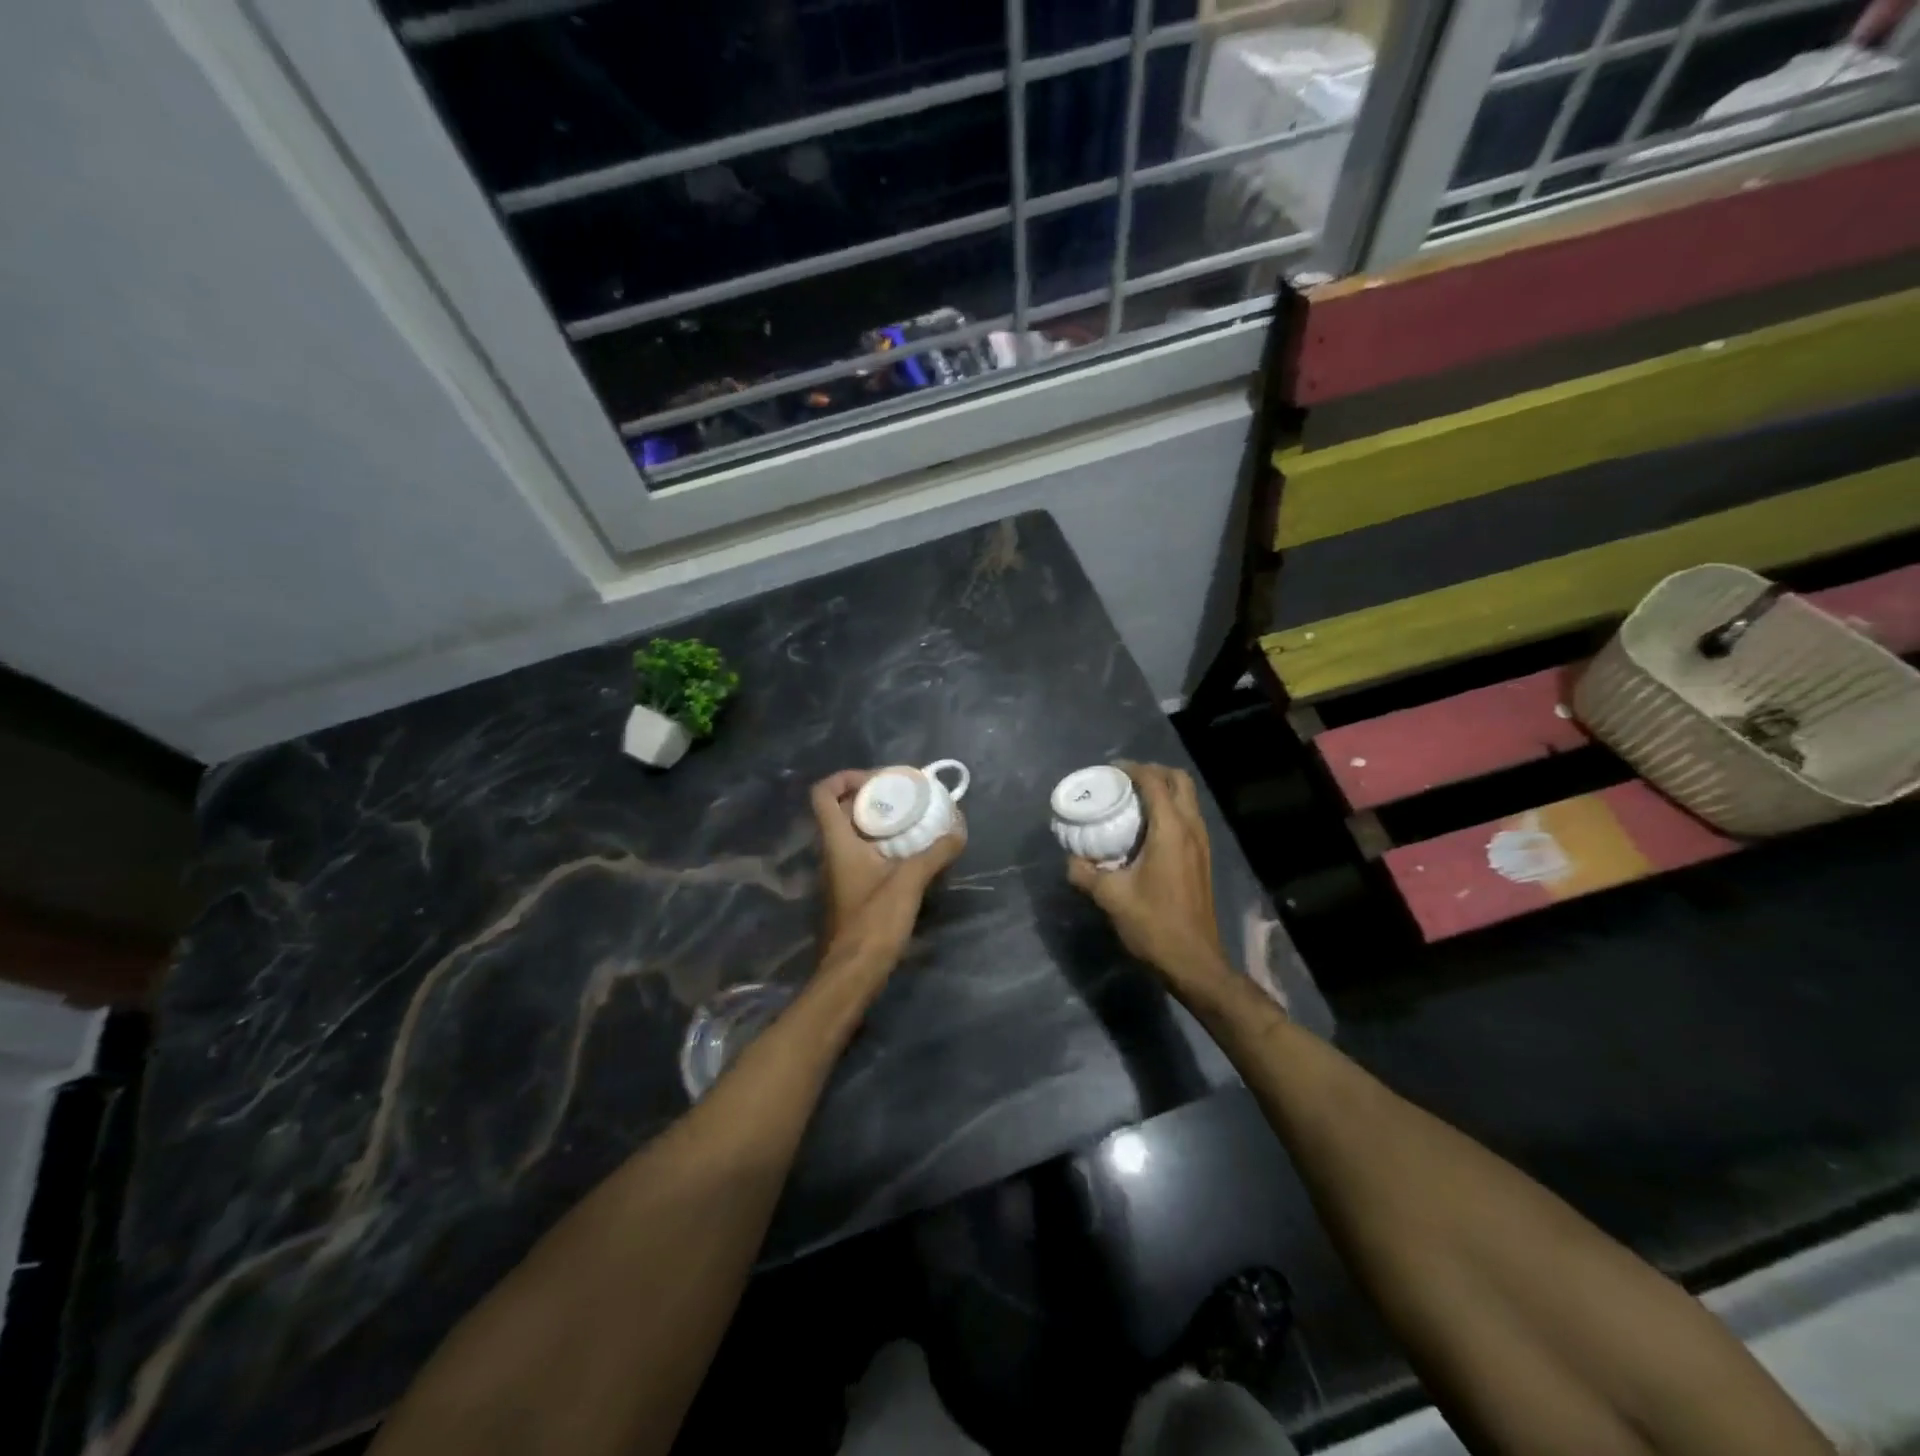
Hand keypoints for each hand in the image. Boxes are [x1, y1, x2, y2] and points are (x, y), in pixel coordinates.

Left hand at [810, 770, 965, 976]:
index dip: (844, 777)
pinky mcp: (852, 890)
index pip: (823, 793)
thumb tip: (958, 831)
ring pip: (852, 832)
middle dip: (870, 797)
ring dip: (877, 821)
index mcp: (837, 841)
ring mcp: (840, 872)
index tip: (877, 779)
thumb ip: (934, 854)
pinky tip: (911, 851)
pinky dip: (882, 844)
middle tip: (903, 796)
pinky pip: (863, 853)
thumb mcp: (909, 882)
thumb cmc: (873, 921)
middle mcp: (833, 852)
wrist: (854, 972)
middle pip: (841, 809)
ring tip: (912, 818)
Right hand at [1067, 762, 1231, 990]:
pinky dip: (1169, 809)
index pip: (1154, 782)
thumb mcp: (1110, 897)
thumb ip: (1085, 872)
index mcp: (1171, 830)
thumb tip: (1071, 859)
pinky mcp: (1202, 857)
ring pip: (1187, 798)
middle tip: (1124, 780)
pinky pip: (1187, 817)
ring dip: (1162, 790)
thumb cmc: (1154, 924)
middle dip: (1152, 772)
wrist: (1194, 961)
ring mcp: (1201, 843)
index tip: (1109, 771)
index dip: (1132, 769)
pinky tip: (1145, 829)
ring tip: (1131, 800)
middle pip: (1179, 781)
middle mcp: (1191, 828)